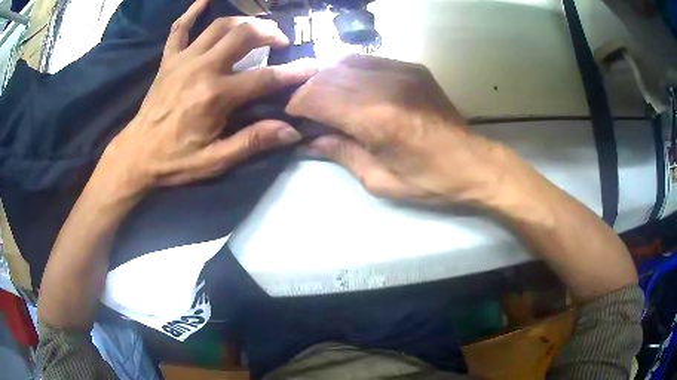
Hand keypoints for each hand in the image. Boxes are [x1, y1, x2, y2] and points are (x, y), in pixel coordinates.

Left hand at [101, 0, 316, 191]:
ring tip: (257, 28)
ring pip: (219, 27)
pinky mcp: (168, 60)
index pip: (264, 78)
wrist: (136, 155)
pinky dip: (192, 12)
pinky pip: (179, 28)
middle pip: (243, 36)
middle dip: (269, 34)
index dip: (292, 72)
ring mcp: (183, 60)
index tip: (312, 66)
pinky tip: (205, 0)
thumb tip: (291, 132)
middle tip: (281, 40)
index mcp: (215, 96)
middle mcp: (201, 69)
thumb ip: (252, 142)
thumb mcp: (215, 161)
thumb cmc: (175, 160)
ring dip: (244, 22)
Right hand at [286, 55, 525, 205]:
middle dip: (309, 90)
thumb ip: (341, 153)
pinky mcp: (413, 69)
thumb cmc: (428, 181)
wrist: (473, 164)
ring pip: (346, 62)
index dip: (298, 104)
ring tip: (325, 98)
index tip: (292, 116)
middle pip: (329, 75)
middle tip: (305, 110)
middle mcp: (387, 87)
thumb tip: (309, 140)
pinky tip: (350, 88)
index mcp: (378, 120)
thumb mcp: (379, 180)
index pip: (319, 98)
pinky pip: (368, 60)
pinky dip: (350, 71)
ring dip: (328, 78)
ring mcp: (403, 72)